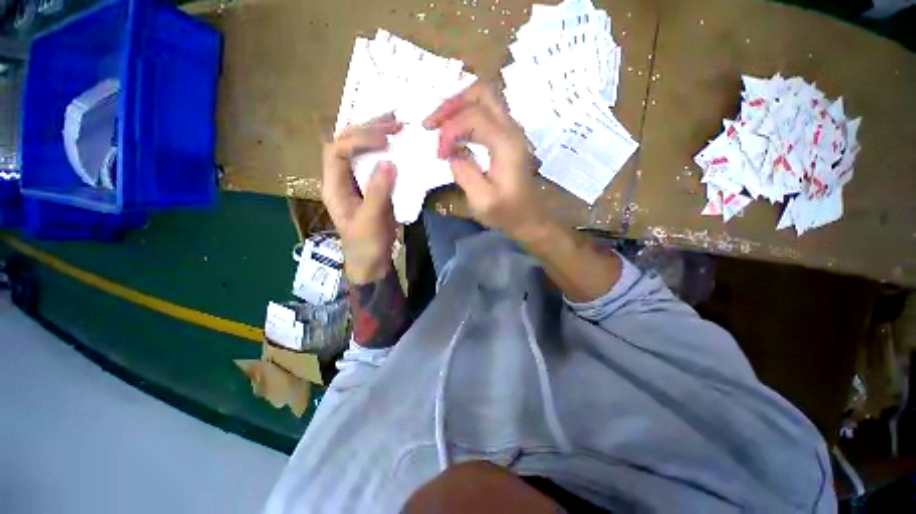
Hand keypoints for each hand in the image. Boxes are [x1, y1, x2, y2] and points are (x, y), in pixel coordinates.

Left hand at [322, 114, 402, 283]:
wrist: (372, 261)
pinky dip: (387, 149)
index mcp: (334, 186)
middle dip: (368, 129)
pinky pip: (376, 162)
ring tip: (396, 123)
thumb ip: (378, 192)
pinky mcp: (372, 186)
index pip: (338, 150)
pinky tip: (397, 142)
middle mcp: (342, 178)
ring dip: (377, 133)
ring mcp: (357, 181)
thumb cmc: (366, 245)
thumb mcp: (371, 221)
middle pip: (347, 143)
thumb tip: (389, 162)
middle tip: (394, 121)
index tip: (385, 140)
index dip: (359, 139)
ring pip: (361, 149)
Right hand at [423, 82, 551, 243]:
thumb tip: (451, 153)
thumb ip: (464, 173)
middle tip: (432, 123)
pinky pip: (487, 113)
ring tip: (439, 125)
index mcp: (506, 144)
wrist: (530, 218)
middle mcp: (512, 129)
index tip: (439, 155)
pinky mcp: (509, 137)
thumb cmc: (507, 213)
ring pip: (484, 98)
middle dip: (452, 103)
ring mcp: (512, 130)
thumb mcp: (482, 200)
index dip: (449, 131)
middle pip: (482, 92)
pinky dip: (467, 116)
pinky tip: (455, 133)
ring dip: (459, 106)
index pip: (472, 117)